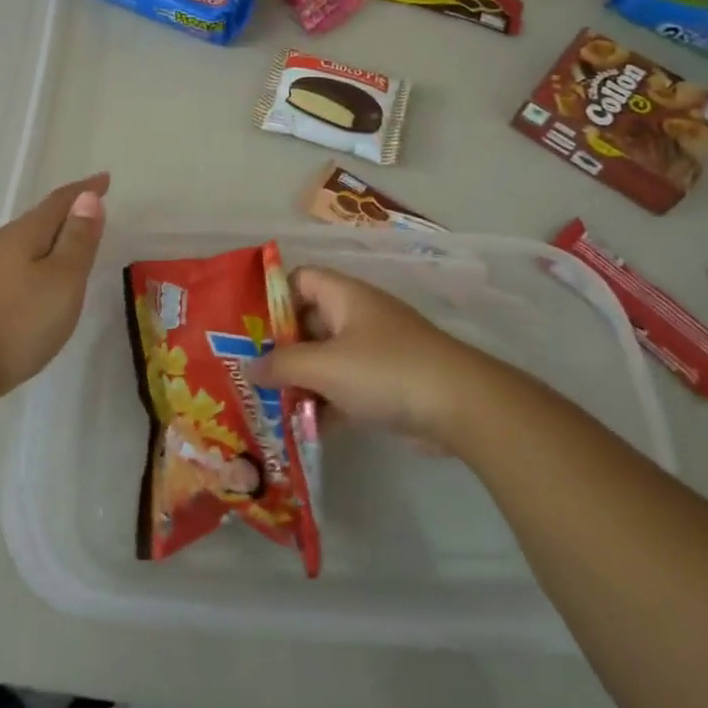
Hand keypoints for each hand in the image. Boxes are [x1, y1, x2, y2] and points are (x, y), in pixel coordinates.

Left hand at [0, 172, 108, 393]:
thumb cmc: (20, 321)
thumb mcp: (63, 279)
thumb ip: (78, 239)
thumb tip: (87, 197)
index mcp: (24, 233)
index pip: (60, 201)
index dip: (85, 190)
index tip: (105, 179)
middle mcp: (2, 242)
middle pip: (41, 218)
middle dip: (68, 211)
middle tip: (94, 209)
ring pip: (28, 240)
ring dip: (53, 236)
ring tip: (74, 241)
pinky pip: (19, 261)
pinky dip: (40, 258)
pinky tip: (43, 276)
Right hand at [254, 266, 494, 441]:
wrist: (461, 406)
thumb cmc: (385, 370)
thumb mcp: (325, 365)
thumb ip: (282, 365)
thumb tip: (249, 368)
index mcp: (344, 296)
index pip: (299, 280)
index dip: (272, 298)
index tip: (247, 328)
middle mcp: (357, 317)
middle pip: (308, 323)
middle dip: (280, 349)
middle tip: (249, 373)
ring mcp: (374, 352)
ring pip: (325, 359)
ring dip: (300, 381)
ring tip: (267, 404)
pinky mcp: (386, 385)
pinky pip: (344, 388)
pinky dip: (325, 403)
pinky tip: (301, 427)